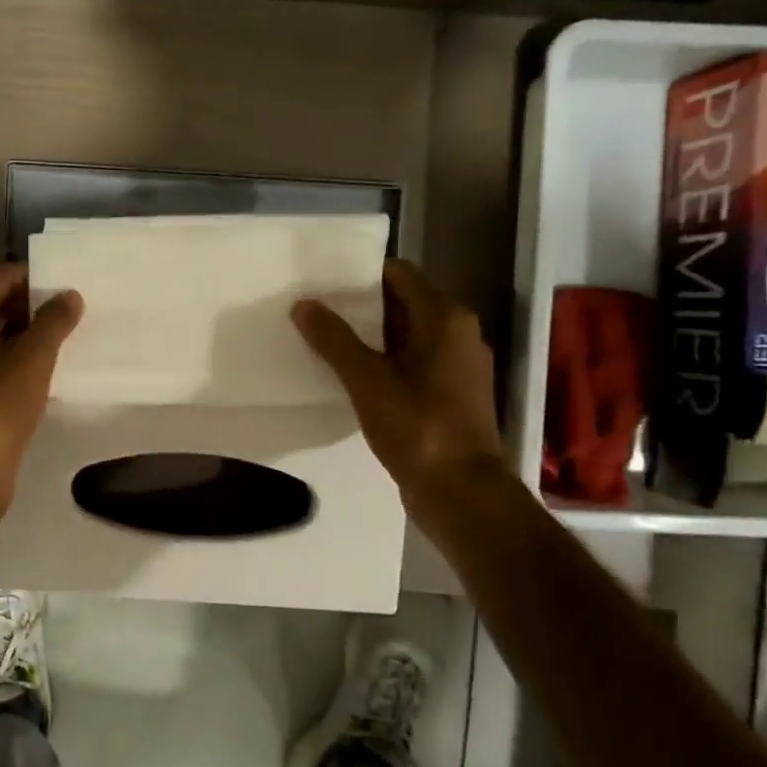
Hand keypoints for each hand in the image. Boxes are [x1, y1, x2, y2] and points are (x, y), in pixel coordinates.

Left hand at [0, 263, 83, 527]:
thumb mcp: (32, 357)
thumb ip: (53, 321)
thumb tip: (69, 295)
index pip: (0, 279)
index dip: (33, 276)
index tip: (69, 282)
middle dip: (35, 306)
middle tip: (76, 308)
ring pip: (0, 341)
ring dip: (31, 337)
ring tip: (72, 337)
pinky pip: (1, 370)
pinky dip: (24, 366)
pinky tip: (54, 373)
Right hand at [292, 259, 505, 498]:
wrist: (462, 492)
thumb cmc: (418, 426)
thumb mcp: (367, 380)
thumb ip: (334, 340)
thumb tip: (303, 304)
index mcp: (445, 318)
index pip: (400, 274)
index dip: (362, 275)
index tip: (324, 282)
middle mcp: (458, 333)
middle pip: (403, 304)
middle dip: (361, 307)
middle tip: (316, 312)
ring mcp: (458, 366)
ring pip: (407, 337)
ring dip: (370, 338)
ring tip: (325, 342)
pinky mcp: (451, 395)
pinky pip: (413, 365)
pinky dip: (385, 364)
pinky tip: (351, 378)